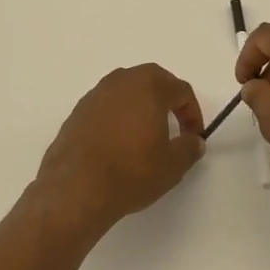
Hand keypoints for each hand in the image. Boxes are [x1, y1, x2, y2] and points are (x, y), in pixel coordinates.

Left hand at [33, 65, 204, 239]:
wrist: (76, 188)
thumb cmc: (131, 171)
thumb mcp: (172, 165)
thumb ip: (189, 148)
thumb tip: (193, 141)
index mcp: (149, 85)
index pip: (180, 90)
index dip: (192, 113)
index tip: (193, 137)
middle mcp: (121, 81)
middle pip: (152, 82)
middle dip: (166, 101)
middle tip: (173, 126)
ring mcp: (95, 94)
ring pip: (126, 92)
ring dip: (140, 107)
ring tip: (144, 135)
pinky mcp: (77, 112)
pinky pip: (106, 107)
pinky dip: (117, 118)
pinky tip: (118, 145)